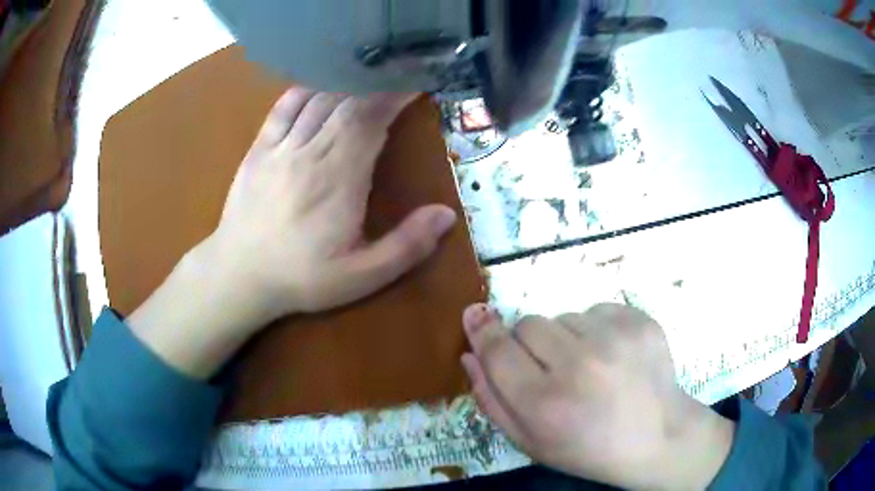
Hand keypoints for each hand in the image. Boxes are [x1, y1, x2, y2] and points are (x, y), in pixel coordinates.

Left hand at [203, 88, 457, 320]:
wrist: (238, 276)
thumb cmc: (302, 277)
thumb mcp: (362, 276)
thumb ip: (406, 246)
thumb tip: (446, 214)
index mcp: (339, 179)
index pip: (371, 121)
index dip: (394, 97)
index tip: (414, 85)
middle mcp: (310, 153)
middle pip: (347, 103)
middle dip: (377, 86)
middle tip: (397, 75)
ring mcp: (280, 148)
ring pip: (318, 100)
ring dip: (346, 84)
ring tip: (367, 75)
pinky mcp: (259, 150)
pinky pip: (283, 108)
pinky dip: (304, 91)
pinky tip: (319, 85)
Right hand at [460, 303, 734, 489]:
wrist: (657, 437)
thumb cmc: (589, 449)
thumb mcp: (531, 441)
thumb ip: (492, 400)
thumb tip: (470, 354)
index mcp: (546, 403)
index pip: (498, 350)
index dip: (483, 331)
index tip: (474, 315)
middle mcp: (579, 364)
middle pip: (528, 324)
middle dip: (530, 344)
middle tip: (552, 370)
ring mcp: (615, 338)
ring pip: (563, 317)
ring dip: (566, 338)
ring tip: (590, 368)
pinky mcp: (639, 321)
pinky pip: (597, 310)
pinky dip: (596, 330)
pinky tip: (613, 358)